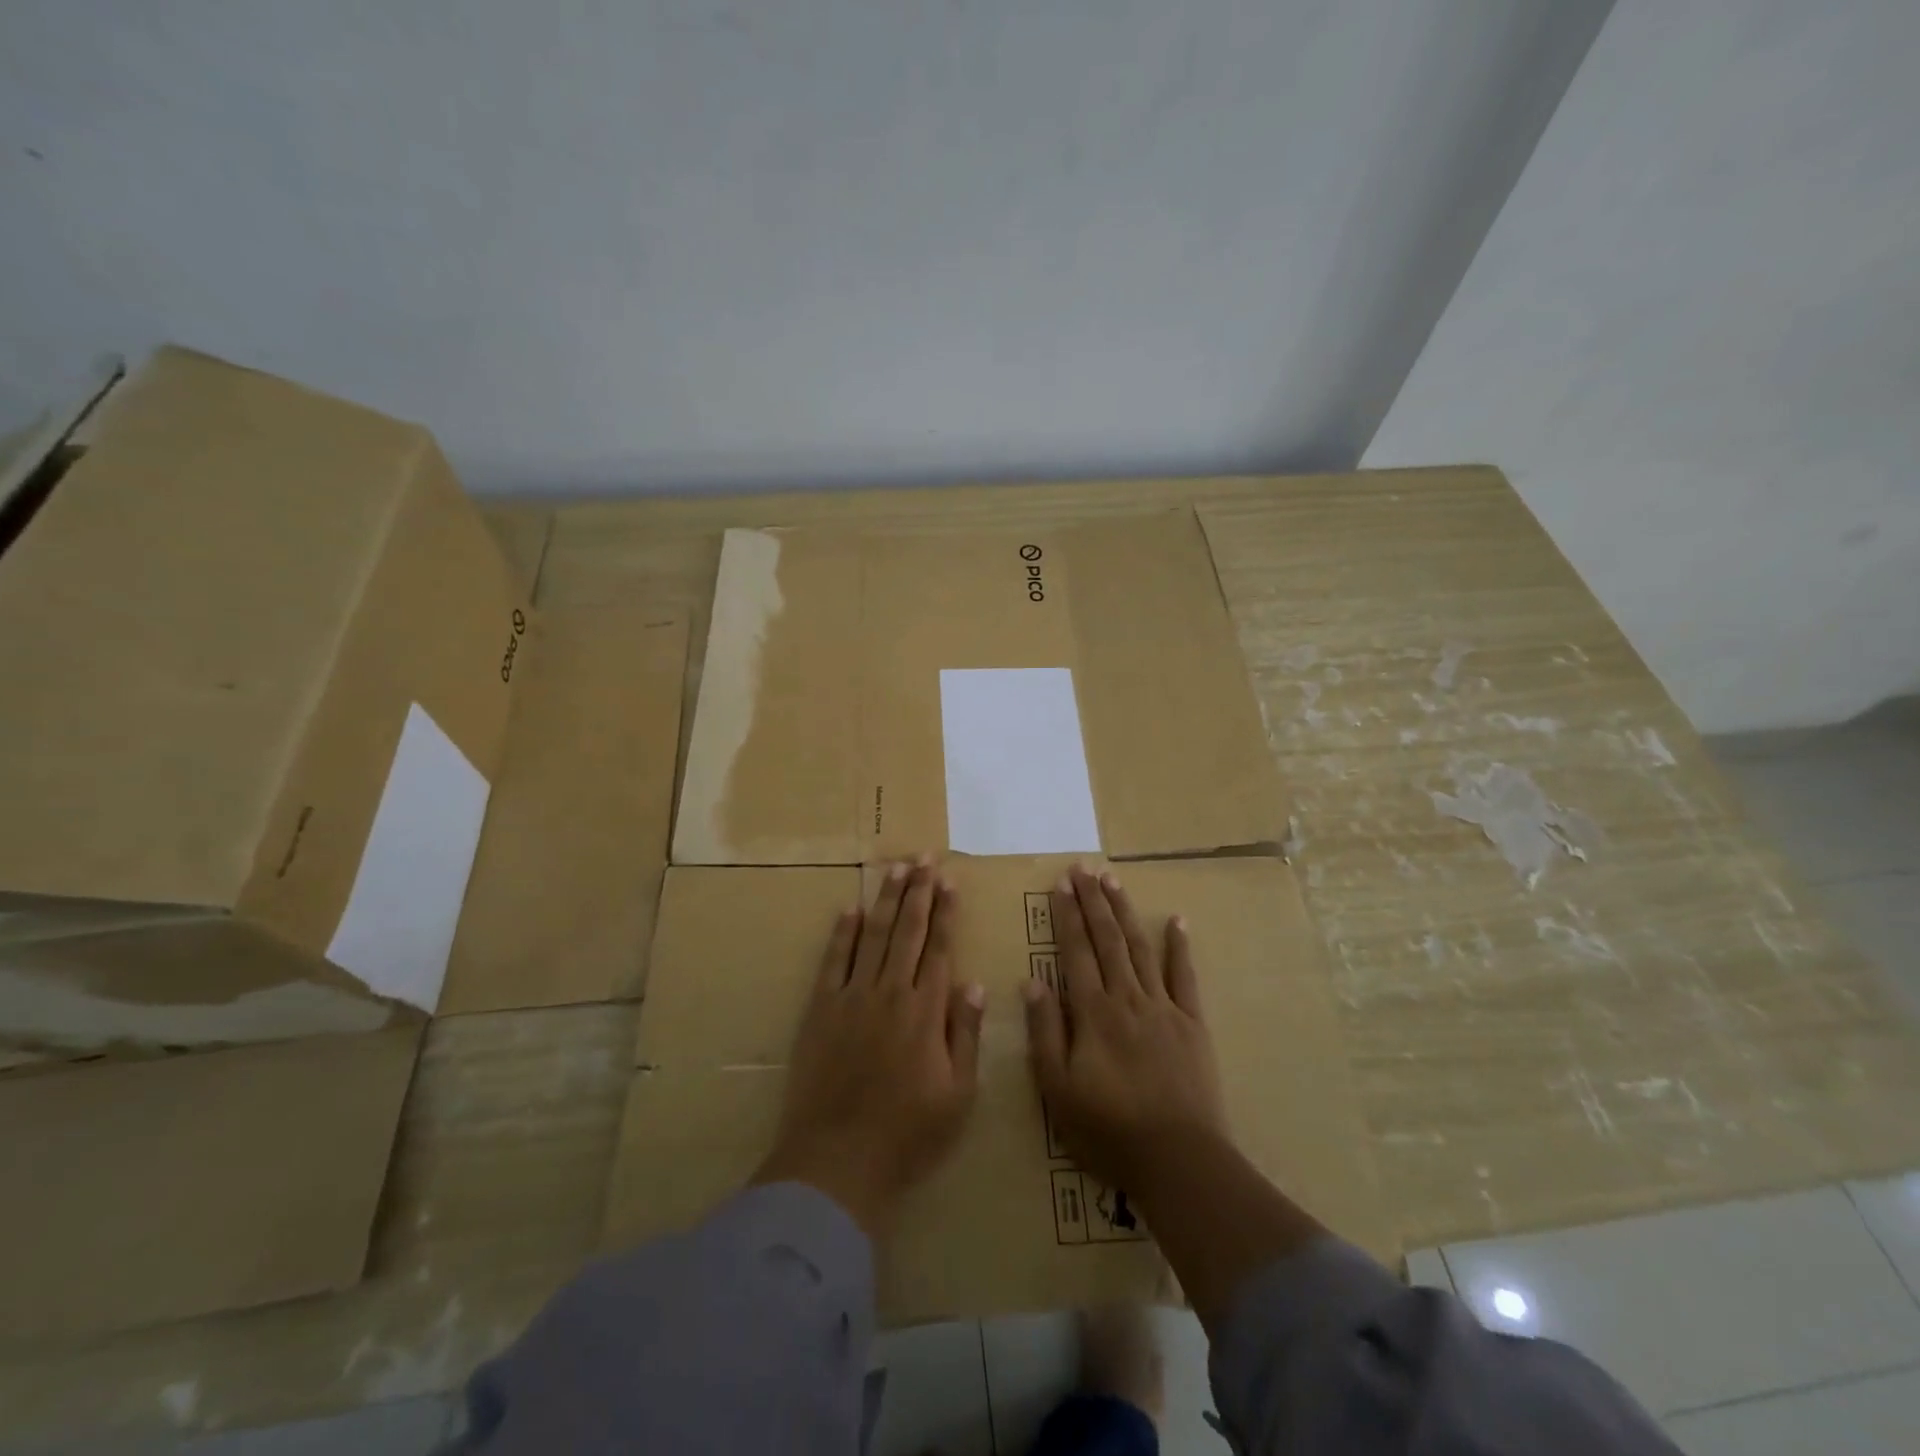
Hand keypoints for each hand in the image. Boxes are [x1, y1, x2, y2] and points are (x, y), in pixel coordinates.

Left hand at [753, 859, 986, 1236]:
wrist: (837, 1160)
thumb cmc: (908, 1134)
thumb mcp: (958, 1095)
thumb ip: (965, 1034)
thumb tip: (972, 983)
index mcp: (926, 1011)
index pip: (939, 948)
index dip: (945, 912)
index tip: (949, 881)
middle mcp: (890, 993)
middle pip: (907, 931)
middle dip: (918, 891)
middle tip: (924, 858)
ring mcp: (852, 997)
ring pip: (873, 936)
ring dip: (885, 900)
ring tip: (895, 868)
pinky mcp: (820, 1010)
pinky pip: (833, 961)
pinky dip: (842, 933)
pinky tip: (850, 910)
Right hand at [1022, 865, 1227, 1192]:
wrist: (1179, 1159)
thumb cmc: (1108, 1129)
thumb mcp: (1057, 1088)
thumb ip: (1045, 1032)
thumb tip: (1031, 981)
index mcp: (1093, 1012)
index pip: (1076, 950)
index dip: (1067, 914)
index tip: (1061, 883)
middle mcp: (1127, 997)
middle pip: (1108, 939)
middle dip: (1093, 901)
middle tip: (1084, 868)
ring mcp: (1163, 1007)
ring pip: (1140, 948)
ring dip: (1125, 912)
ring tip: (1114, 881)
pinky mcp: (1192, 1023)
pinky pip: (1185, 976)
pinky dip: (1180, 946)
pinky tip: (1176, 920)